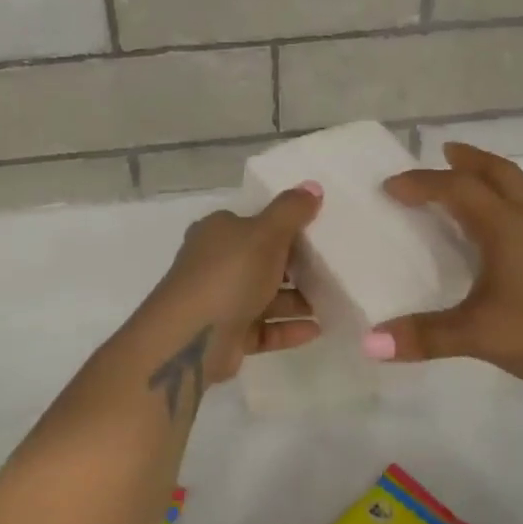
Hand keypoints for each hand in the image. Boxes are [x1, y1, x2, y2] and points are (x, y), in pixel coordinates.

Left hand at [141, 184, 323, 387]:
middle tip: (331, 267)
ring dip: (297, 300)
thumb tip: (313, 186)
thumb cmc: (229, 274)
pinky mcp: (227, 335)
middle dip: (295, 265)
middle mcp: (215, 264)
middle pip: (261, 260)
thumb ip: (291, 210)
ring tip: (332, 301)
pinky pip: (264, 329)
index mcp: (217, 233)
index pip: (252, 222)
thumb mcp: (265, 233)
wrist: (190, 338)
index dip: (284, 225)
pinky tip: (317, 329)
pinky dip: (288, 328)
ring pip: (265, 297)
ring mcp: (220, 301)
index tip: (317, 232)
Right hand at [368, 144, 522, 402]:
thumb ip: (426, 336)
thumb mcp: (481, 335)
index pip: (457, 189)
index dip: (421, 183)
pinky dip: (510, 206)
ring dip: (492, 179)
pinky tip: (507, 237)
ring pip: (521, 191)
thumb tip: (370, 343)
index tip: (391, 187)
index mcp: (506, 227)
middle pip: (499, 173)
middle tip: (444, 152)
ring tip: (471, 187)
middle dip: (469, 159)